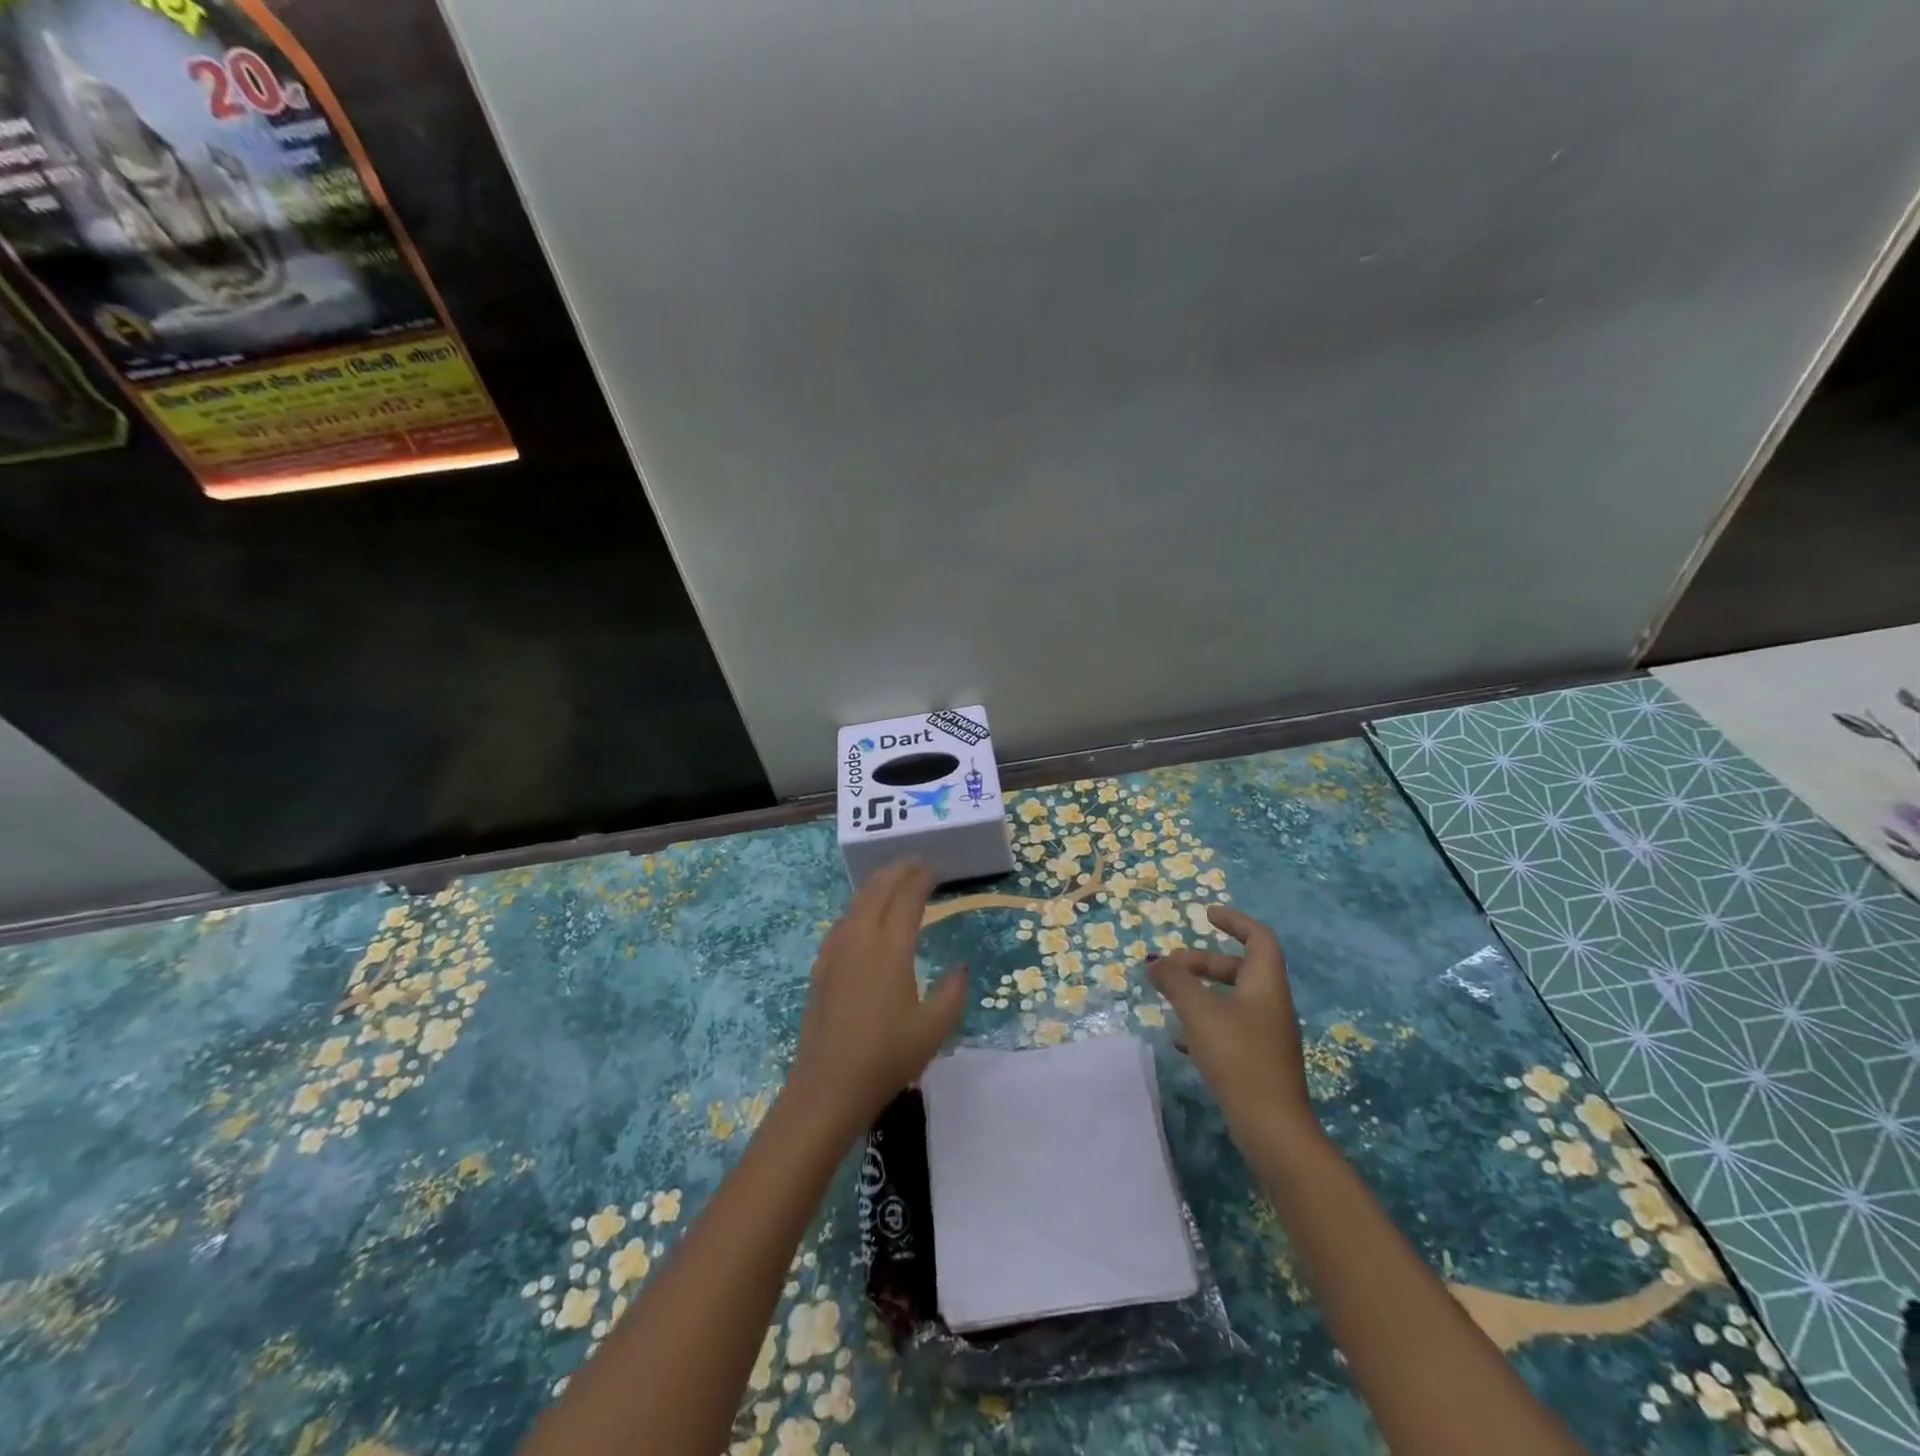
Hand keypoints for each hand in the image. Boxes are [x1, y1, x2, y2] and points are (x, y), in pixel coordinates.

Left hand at [785, 861, 966, 1135]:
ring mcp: (836, 950)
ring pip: (857, 901)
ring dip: (877, 884)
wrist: (827, 1087)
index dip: (921, 878)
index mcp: (890, 947)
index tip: (935, 869)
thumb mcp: (934, 1029)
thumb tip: (960, 968)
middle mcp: (860, 938)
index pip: (907, 897)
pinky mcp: (822, 966)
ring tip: (894, 880)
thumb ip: (952, 992)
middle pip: (878, 889)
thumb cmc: (887, 1057)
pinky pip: (844, 920)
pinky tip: (864, 916)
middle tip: (917, 864)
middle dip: (899, 870)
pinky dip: (860, 905)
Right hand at [1149, 907, 1317, 1141]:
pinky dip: (1204, 1024)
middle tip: (1171, 969)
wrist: (1272, 1128)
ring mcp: (1267, 1036)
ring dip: (1201, 994)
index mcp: (1266, 985)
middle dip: (1203, 963)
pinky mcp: (1258, 1062)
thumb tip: (1156, 962)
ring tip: (1170, 1001)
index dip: (1235, 921)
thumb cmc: (1238, 1057)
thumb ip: (1175, 981)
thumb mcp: (1199, 1011)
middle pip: (1239, 969)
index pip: (1258, 938)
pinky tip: (1181, 1041)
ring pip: (1232, 1000)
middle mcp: (1271, 1005)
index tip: (1207, 915)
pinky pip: (1229, 1028)